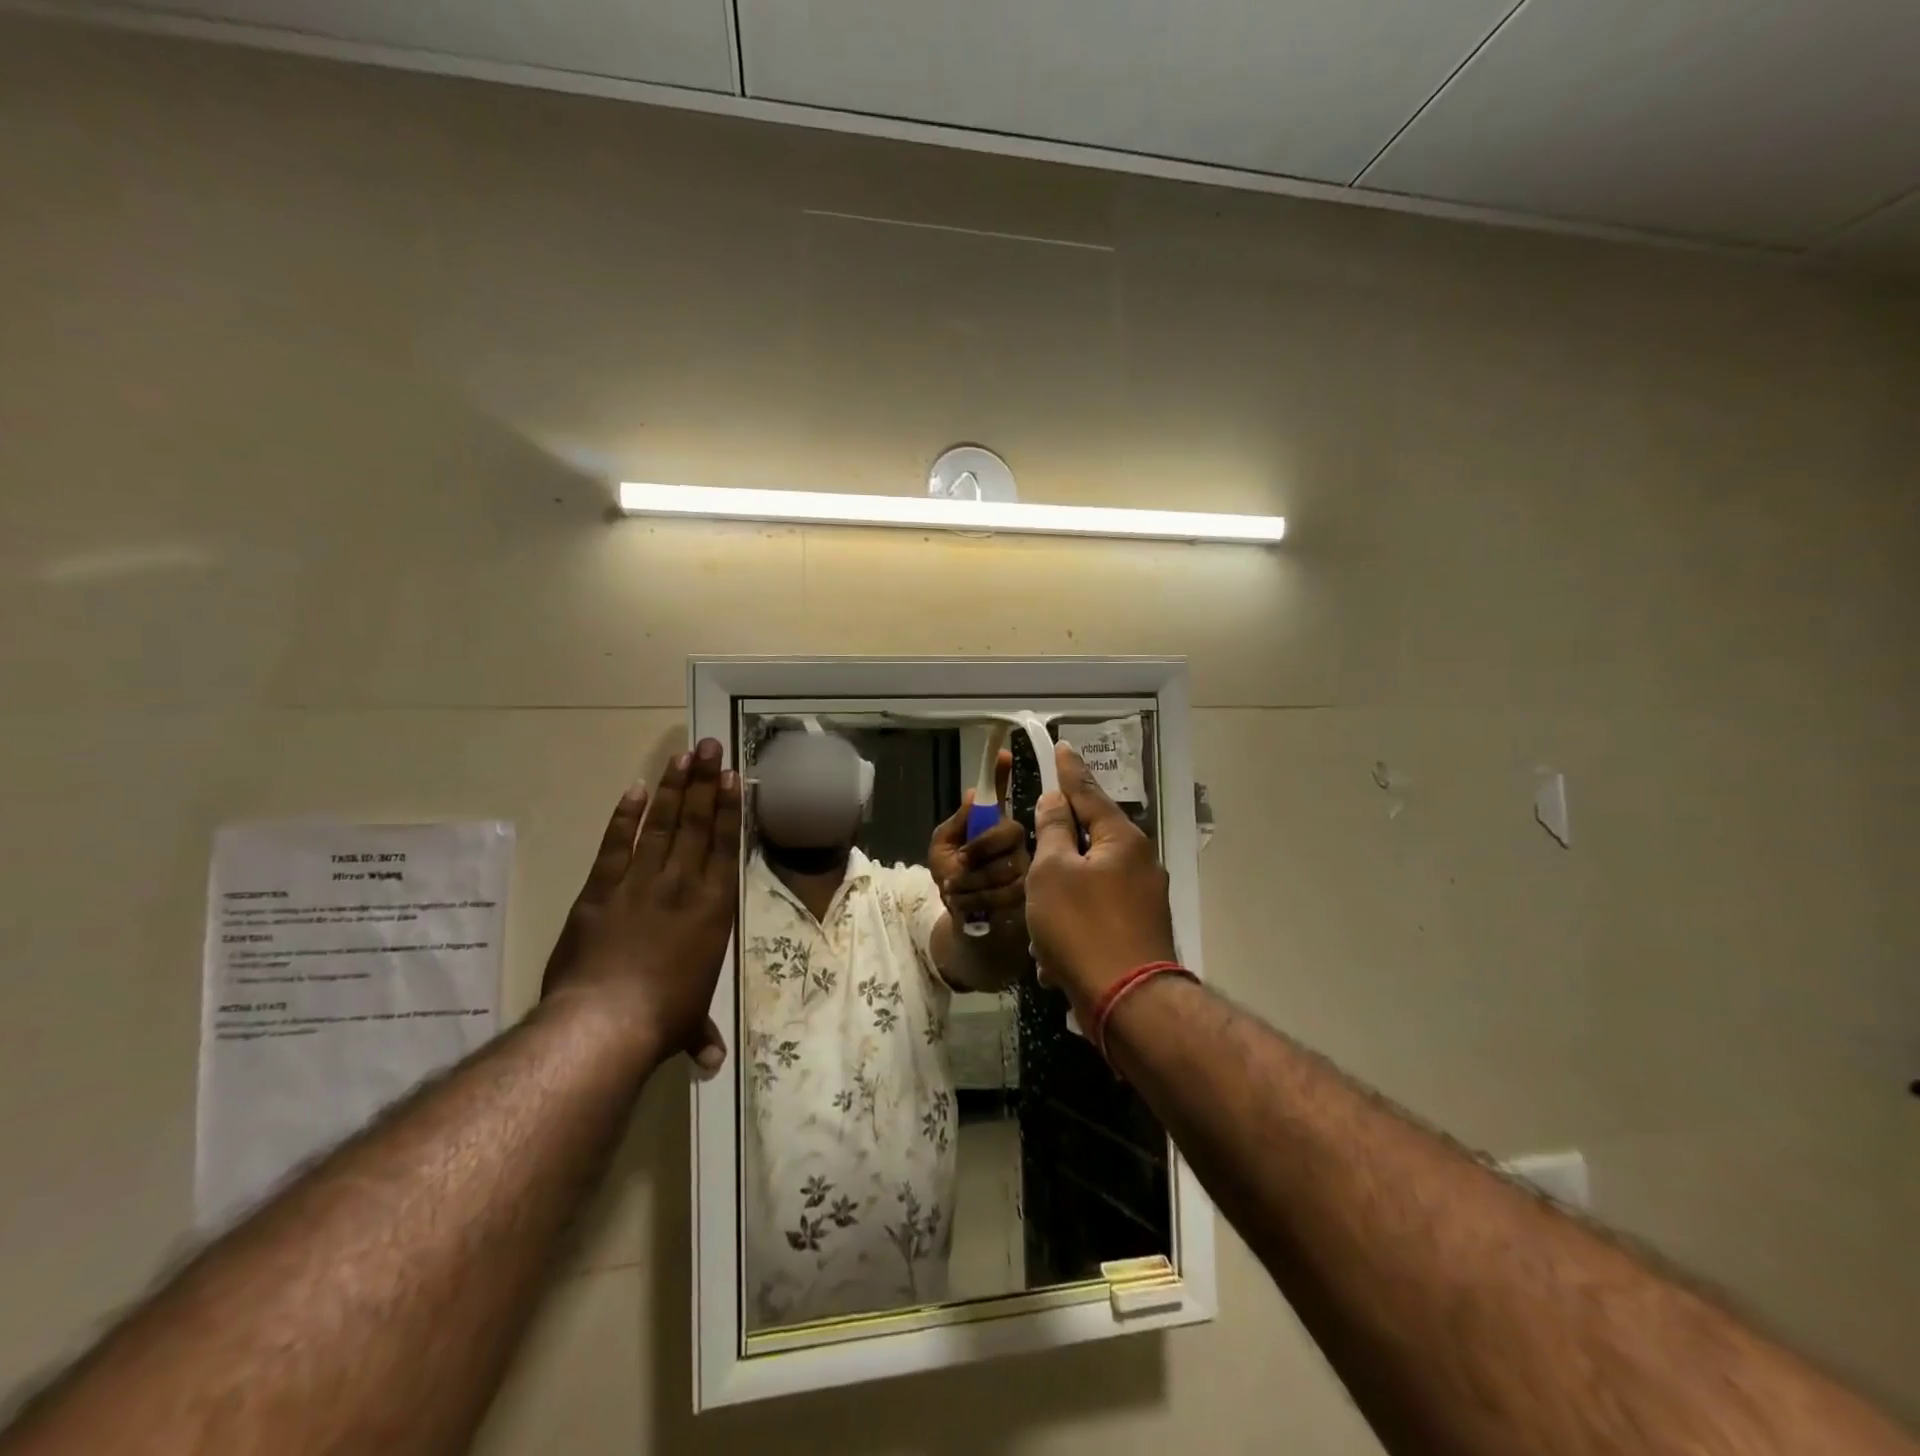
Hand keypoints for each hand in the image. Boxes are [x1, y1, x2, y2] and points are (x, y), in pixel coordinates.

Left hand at [540, 738, 740, 1073]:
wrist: (604, 1022)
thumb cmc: (661, 1019)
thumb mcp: (688, 1024)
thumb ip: (701, 1034)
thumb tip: (712, 1064)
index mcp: (713, 909)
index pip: (724, 847)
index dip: (730, 809)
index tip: (734, 777)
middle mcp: (682, 885)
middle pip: (696, 824)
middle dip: (705, 783)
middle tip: (711, 746)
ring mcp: (640, 883)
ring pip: (661, 825)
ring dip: (673, 789)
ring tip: (684, 756)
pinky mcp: (600, 891)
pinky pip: (616, 846)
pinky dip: (625, 818)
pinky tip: (635, 790)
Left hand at [928, 748, 1029, 929]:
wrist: (965, 922)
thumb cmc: (954, 880)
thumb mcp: (943, 850)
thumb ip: (955, 825)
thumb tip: (971, 793)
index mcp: (992, 825)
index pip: (1000, 795)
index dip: (1002, 774)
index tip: (1002, 753)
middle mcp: (1017, 840)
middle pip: (1010, 832)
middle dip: (978, 852)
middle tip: (956, 868)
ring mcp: (1027, 866)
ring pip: (1006, 865)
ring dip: (971, 882)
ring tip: (954, 891)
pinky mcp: (1030, 895)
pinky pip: (1007, 892)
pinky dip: (977, 900)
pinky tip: (965, 904)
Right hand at [1026, 742, 1177, 1009]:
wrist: (1128, 1002)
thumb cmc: (1081, 927)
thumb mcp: (1052, 872)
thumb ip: (1052, 831)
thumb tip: (1056, 801)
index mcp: (1122, 839)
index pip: (1088, 792)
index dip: (1069, 770)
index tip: (1061, 747)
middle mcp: (1141, 861)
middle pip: (1090, 837)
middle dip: (1057, 849)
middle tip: (1033, 854)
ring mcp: (1145, 897)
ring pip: (1089, 881)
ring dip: (1061, 897)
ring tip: (1039, 926)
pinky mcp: (1141, 928)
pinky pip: (1098, 912)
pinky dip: (1075, 925)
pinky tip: (1055, 954)